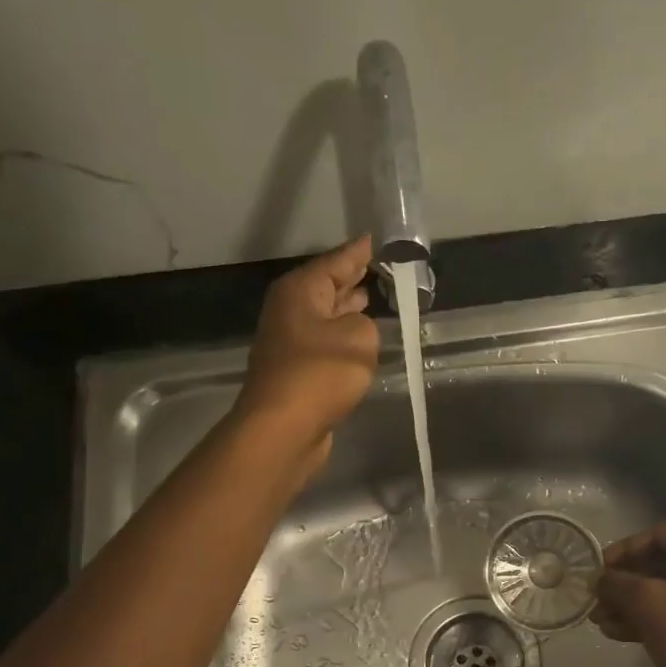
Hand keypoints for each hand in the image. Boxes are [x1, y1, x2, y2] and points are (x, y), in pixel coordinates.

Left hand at [235, 235, 378, 474]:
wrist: (284, 427)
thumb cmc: (320, 373)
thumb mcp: (359, 338)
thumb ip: (366, 324)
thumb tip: (355, 330)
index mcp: (300, 291)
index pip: (336, 261)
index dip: (359, 252)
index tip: (377, 239)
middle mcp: (290, 310)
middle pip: (326, 286)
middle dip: (353, 278)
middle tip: (381, 267)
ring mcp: (290, 341)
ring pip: (326, 315)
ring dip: (348, 308)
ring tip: (374, 297)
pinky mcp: (297, 370)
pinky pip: (327, 342)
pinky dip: (344, 336)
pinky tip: (361, 339)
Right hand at [594, 522, 665, 666]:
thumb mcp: (645, 602)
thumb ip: (617, 583)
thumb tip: (600, 580)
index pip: (659, 536)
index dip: (623, 551)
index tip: (598, 569)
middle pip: (665, 564)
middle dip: (626, 584)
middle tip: (597, 599)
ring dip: (636, 604)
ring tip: (602, 621)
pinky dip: (656, 617)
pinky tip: (621, 633)